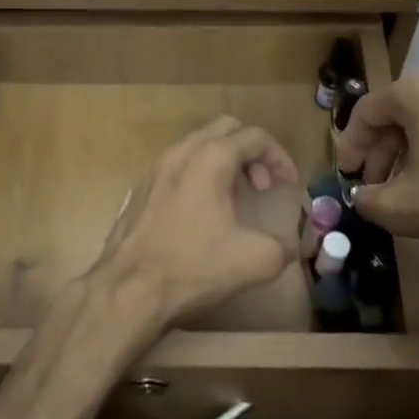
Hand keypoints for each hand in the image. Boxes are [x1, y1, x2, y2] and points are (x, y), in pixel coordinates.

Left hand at [96, 116, 300, 330]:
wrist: (129, 288)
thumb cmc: (194, 266)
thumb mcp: (255, 260)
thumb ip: (283, 247)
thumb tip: (289, 246)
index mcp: (211, 158)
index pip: (255, 137)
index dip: (280, 157)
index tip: (289, 186)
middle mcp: (181, 152)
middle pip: (225, 129)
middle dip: (250, 152)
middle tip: (261, 186)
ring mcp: (155, 168)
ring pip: (197, 145)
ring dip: (224, 163)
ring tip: (234, 199)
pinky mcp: (139, 188)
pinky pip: (177, 165)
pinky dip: (198, 175)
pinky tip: (201, 213)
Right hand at [335, 72, 418, 275]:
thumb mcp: (399, 207)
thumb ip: (366, 198)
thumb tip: (363, 195)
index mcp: (418, 90)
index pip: (367, 111)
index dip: (350, 145)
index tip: (346, 175)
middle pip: (400, 110)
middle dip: (382, 149)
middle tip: (376, 184)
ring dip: (412, 148)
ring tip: (409, 185)